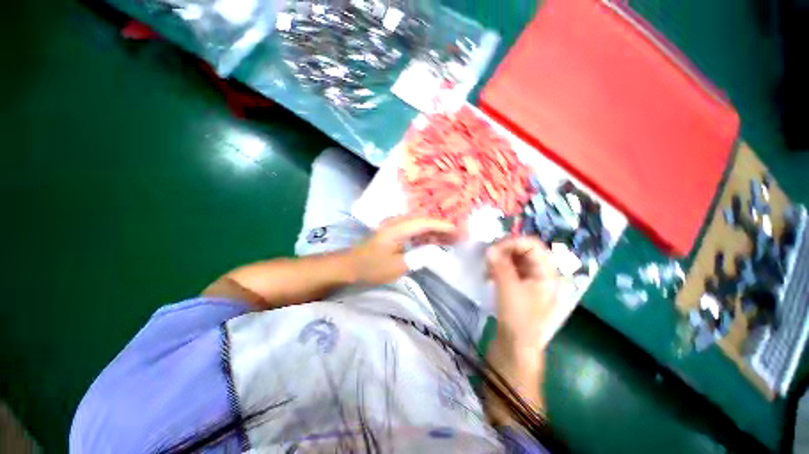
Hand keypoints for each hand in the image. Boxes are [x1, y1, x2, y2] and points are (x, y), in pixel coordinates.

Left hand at [349, 216, 457, 285]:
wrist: (350, 266)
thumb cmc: (371, 267)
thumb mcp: (396, 266)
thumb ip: (418, 256)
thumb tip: (435, 250)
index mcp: (397, 228)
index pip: (424, 222)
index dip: (442, 226)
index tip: (458, 231)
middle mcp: (397, 222)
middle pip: (424, 221)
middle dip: (442, 227)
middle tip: (459, 234)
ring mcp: (395, 226)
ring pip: (420, 225)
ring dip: (435, 231)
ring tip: (452, 238)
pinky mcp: (394, 232)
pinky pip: (414, 230)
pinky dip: (426, 235)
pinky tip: (435, 241)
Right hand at [487, 237, 572, 352]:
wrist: (516, 348)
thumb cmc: (518, 319)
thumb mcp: (509, 289)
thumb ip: (500, 266)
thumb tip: (489, 248)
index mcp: (547, 273)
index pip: (533, 245)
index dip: (513, 242)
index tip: (494, 247)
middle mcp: (540, 274)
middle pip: (523, 250)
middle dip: (504, 250)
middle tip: (487, 256)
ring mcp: (529, 281)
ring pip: (514, 259)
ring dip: (499, 259)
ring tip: (486, 267)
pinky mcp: (518, 288)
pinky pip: (509, 269)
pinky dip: (498, 268)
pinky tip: (488, 274)